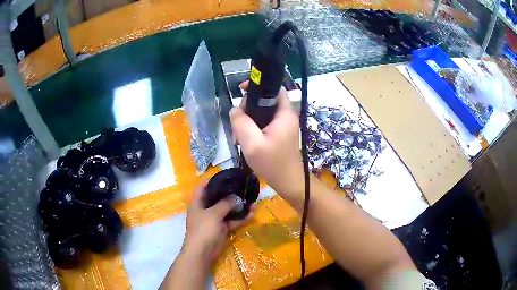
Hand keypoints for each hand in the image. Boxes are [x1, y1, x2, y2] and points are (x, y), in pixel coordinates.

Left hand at [180, 185, 250, 266]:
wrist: (202, 253)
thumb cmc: (203, 230)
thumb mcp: (213, 214)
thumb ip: (225, 204)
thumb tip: (236, 197)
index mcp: (198, 203)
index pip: (203, 187)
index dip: (213, 181)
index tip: (227, 176)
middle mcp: (205, 209)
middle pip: (217, 198)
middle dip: (230, 194)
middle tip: (243, 188)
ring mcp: (214, 220)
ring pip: (227, 210)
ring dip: (238, 207)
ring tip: (252, 201)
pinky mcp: (221, 229)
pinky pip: (232, 221)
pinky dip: (240, 219)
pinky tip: (252, 215)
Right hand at [230, 81, 303, 200]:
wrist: (287, 182)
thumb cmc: (273, 163)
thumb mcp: (252, 143)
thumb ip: (241, 123)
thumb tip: (235, 110)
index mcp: (284, 114)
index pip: (275, 88)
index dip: (258, 85)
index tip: (241, 90)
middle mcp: (286, 116)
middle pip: (265, 100)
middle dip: (248, 107)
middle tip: (237, 122)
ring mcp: (283, 125)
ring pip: (263, 112)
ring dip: (248, 120)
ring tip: (238, 134)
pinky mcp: (279, 133)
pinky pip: (264, 123)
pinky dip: (253, 127)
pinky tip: (245, 139)